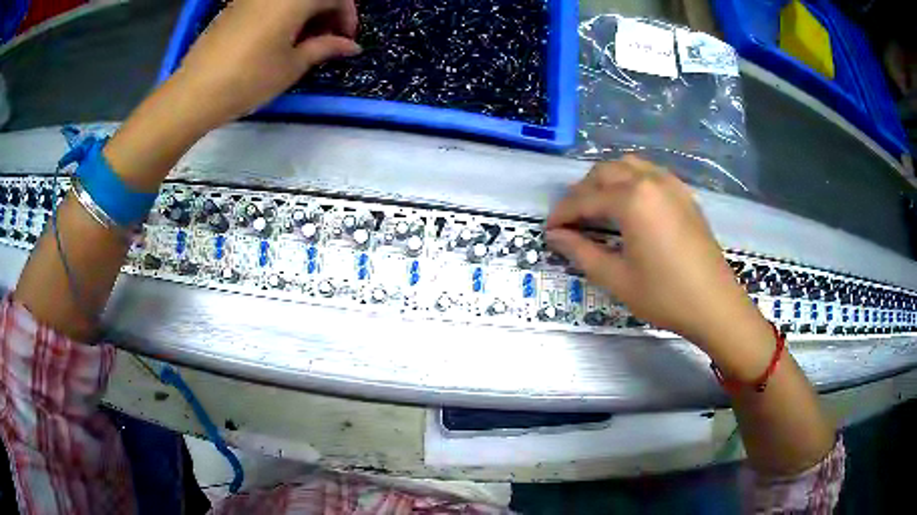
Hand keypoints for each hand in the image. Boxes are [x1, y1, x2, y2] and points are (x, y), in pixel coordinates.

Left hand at [173, 0, 360, 128]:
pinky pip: (269, 3)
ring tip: (302, 43)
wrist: (194, 92)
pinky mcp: (235, 7)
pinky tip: (277, 39)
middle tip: (326, 42)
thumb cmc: (248, 79)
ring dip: (305, 14)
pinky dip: (283, 14)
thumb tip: (350, 46)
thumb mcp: (292, 66)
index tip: (345, 40)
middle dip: (327, 13)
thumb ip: (325, 48)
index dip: (347, 16)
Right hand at [545, 157, 768, 352]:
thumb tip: (555, 236)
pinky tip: (629, 204)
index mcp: (632, 199)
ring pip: (627, 166)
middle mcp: (650, 180)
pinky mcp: (684, 193)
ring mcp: (670, 183)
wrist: (715, 304)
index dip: (562, 214)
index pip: (585, 198)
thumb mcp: (617, 278)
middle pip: (604, 172)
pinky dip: (630, 180)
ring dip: (605, 181)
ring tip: (596, 208)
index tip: (549, 230)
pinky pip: (649, 173)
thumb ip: (581, 252)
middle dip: (581, 193)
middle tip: (571, 221)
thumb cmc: (665, 295)